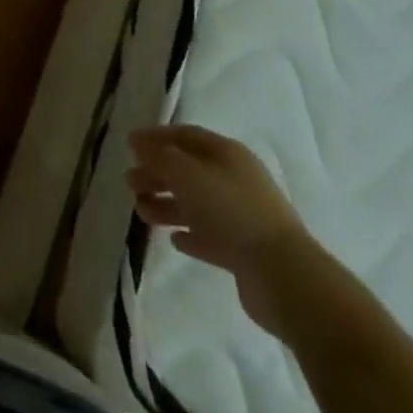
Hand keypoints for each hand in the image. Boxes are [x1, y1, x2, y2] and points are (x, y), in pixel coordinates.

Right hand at [127, 124, 314, 333]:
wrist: (283, 275)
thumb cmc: (230, 211)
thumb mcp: (186, 173)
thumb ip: (158, 156)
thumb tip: (138, 142)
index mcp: (226, 153)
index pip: (185, 136)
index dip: (156, 138)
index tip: (129, 146)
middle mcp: (234, 180)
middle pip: (188, 170)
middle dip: (157, 174)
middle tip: (130, 183)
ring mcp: (241, 217)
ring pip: (196, 204)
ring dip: (167, 205)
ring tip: (142, 213)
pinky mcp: (244, 252)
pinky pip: (210, 236)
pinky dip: (190, 235)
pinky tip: (174, 241)